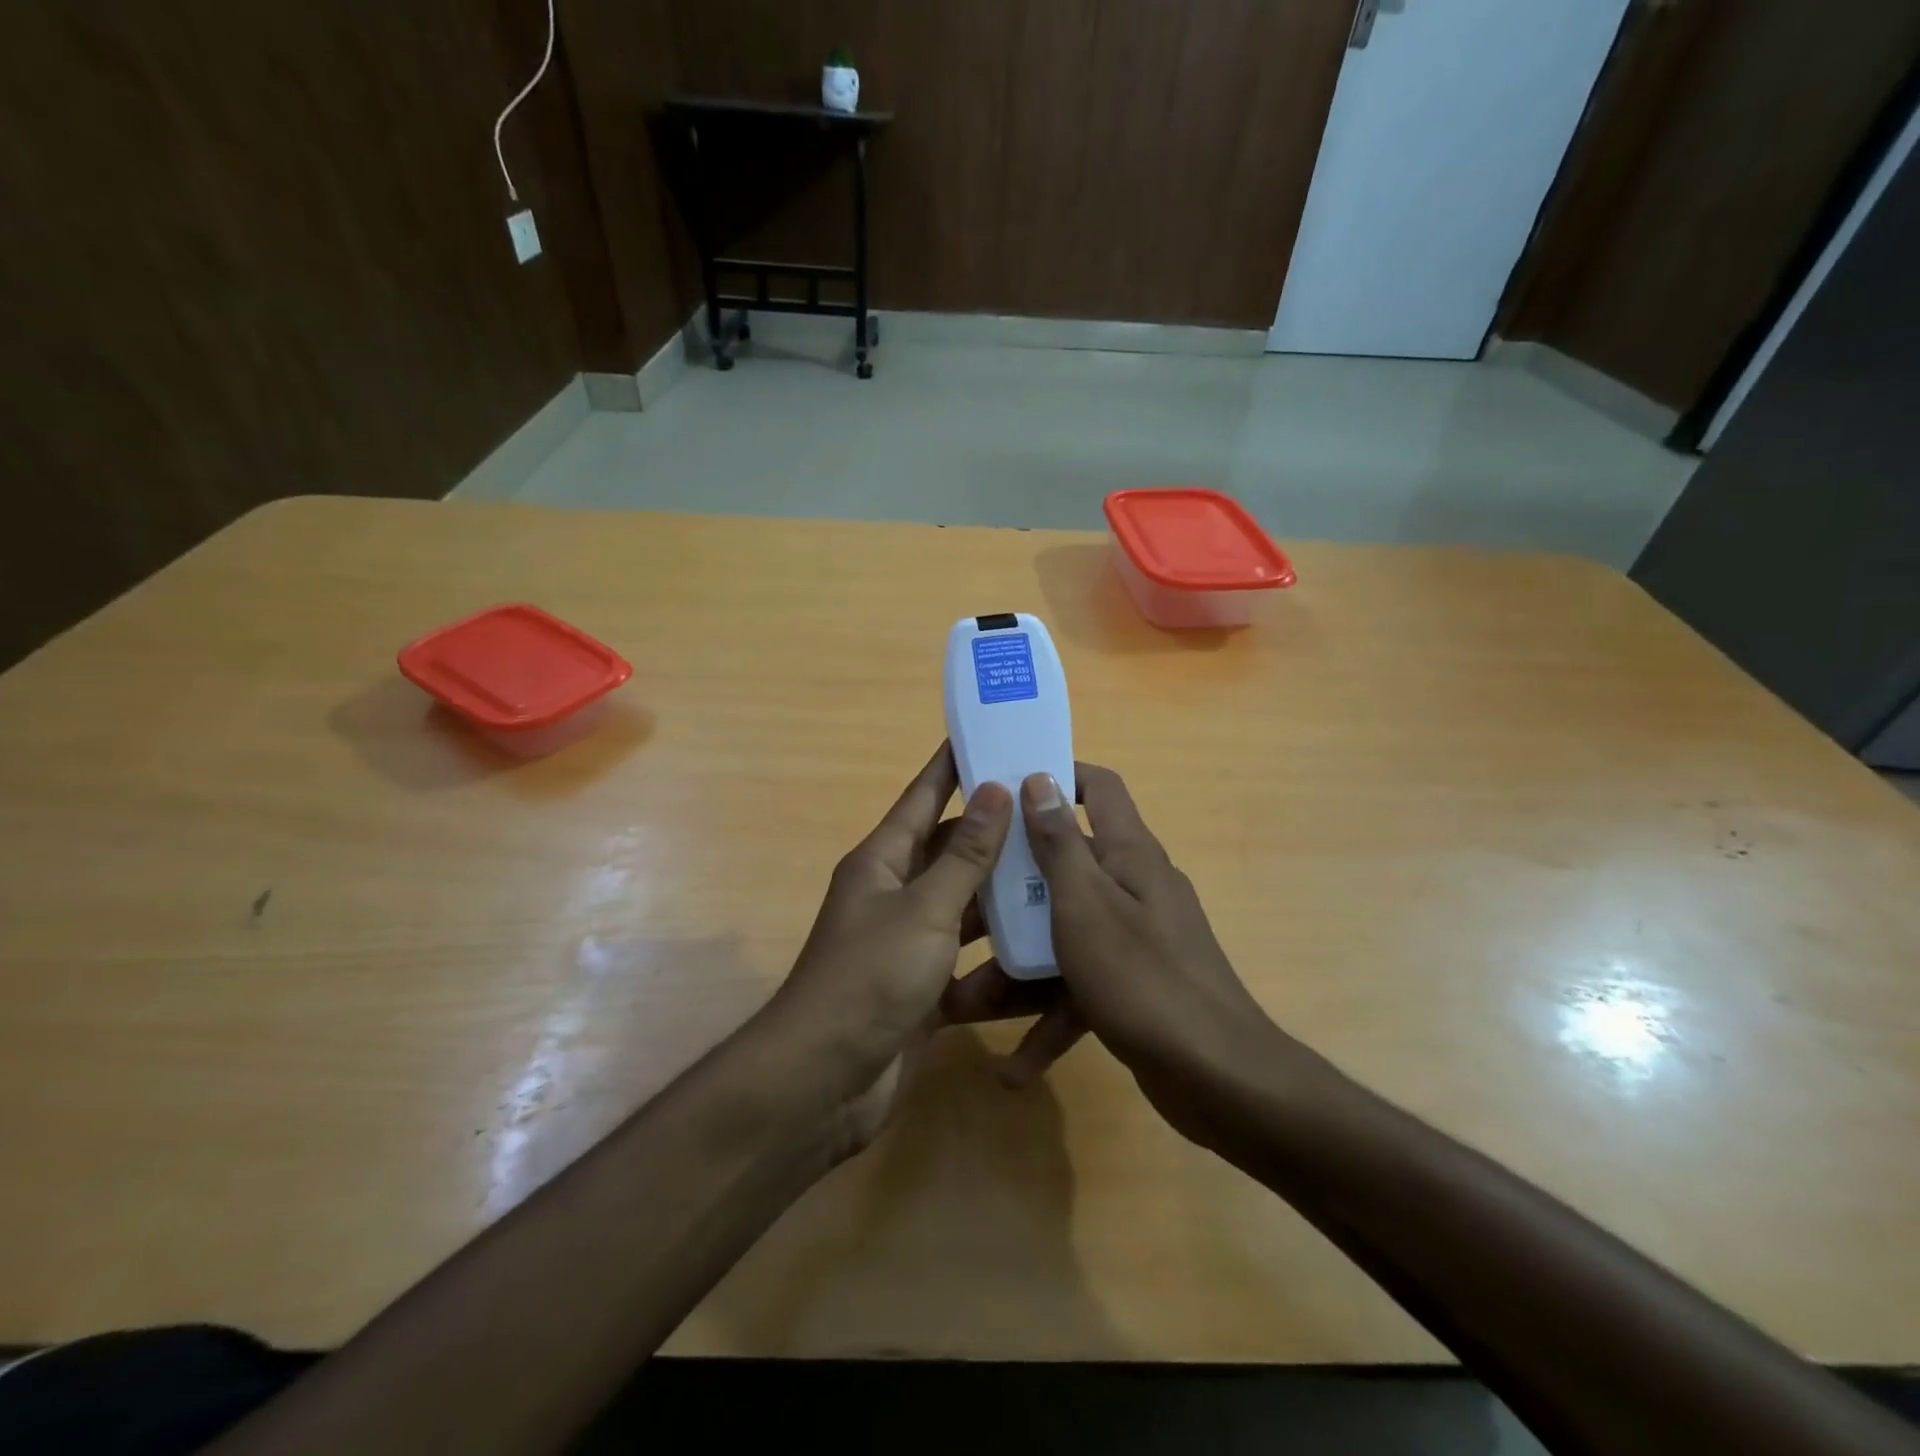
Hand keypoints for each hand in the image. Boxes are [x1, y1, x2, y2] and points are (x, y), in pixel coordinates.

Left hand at [764, 742, 1011, 1154]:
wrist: (826, 1081)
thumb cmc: (871, 978)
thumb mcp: (925, 909)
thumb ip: (964, 854)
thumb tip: (994, 789)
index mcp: (883, 861)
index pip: (923, 797)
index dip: (952, 765)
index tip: (988, 734)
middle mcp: (894, 893)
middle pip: (949, 850)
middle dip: (994, 830)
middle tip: (1048, 809)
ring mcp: (908, 942)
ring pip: (964, 904)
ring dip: (1003, 892)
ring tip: (1059, 869)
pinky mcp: (924, 987)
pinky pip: (968, 958)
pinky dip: (998, 954)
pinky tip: (1043, 945)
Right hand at [944, 764, 1294, 1149]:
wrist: (1219, 1079)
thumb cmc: (1142, 977)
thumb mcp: (1086, 904)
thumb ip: (1059, 844)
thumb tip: (1040, 780)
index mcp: (1128, 854)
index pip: (1098, 788)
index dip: (1058, 776)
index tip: (1006, 789)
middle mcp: (1133, 888)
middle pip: (1064, 871)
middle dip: (1010, 894)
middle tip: (962, 910)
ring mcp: (1135, 940)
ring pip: (1063, 938)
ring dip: (1016, 971)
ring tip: (962, 1004)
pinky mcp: (1133, 988)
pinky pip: (1080, 990)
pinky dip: (1050, 1021)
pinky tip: (1014, 1070)